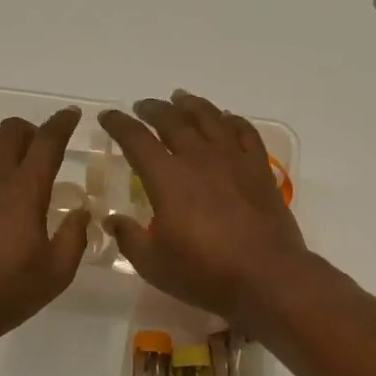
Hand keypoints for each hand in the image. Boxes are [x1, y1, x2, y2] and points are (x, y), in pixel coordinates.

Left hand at [0, 108, 89, 352]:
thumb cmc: (8, 292)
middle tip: (41, 147)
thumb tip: (81, 210)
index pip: (48, 141)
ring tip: (9, 156)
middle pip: (11, 130)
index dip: (63, 123)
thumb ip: (75, 236)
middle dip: (31, 130)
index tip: (73, 115)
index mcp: (26, 190)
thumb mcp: (58, 272)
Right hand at [99, 90, 311, 324]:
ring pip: (210, 118)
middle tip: (142, 106)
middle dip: (153, 109)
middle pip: (173, 121)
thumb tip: (112, 220)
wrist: (267, 277)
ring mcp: (233, 160)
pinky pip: (245, 132)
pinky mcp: (259, 170)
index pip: (136, 139)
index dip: (119, 124)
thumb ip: (129, 238)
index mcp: (168, 178)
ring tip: (179, 98)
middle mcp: (199, 159)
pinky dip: (231, 120)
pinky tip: (226, 119)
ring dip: (191, 105)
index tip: (108, 116)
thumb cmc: (205, 273)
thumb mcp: (154, 264)